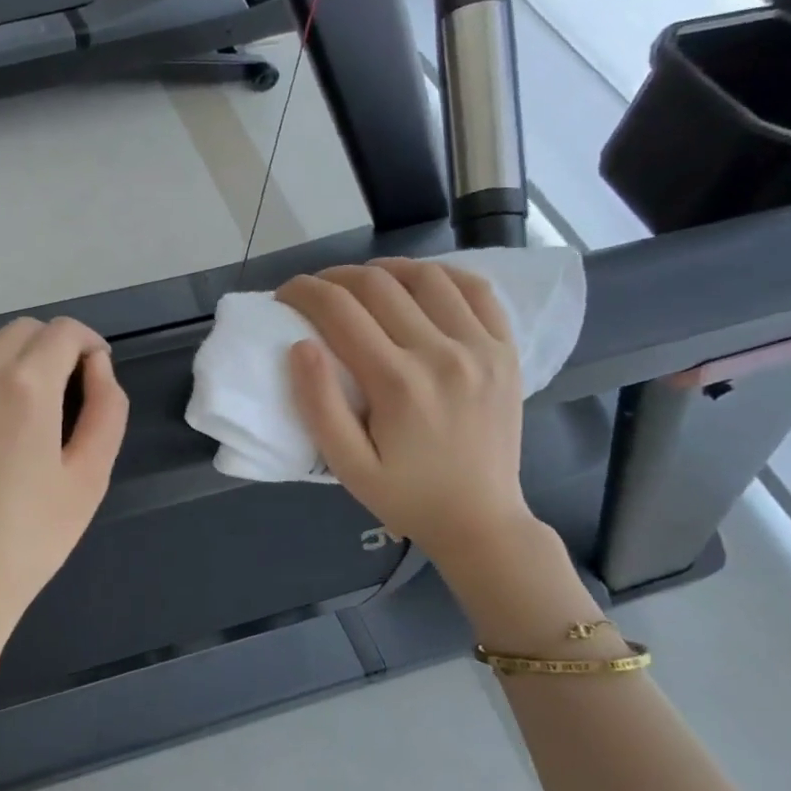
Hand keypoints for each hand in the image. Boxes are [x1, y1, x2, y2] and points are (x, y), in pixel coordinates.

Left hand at [0, 317, 128, 653]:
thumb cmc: (28, 541)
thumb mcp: (89, 478)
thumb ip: (106, 409)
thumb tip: (97, 367)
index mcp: (25, 385)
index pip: (64, 332)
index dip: (89, 344)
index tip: (96, 372)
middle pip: (23, 330)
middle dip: (53, 348)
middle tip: (67, 392)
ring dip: (14, 358)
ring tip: (25, 406)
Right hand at [277, 259, 533, 573]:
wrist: (481, 520)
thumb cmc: (405, 496)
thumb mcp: (347, 466)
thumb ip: (319, 406)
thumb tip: (300, 346)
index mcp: (397, 383)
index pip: (339, 311)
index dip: (304, 292)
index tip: (284, 295)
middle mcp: (441, 353)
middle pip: (378, 285)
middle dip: (334, 277)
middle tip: (314, 291)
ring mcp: (481, 347)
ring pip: (427, 277)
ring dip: (385, 270)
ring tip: (361, 283)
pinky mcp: (506, 350)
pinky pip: (477, 291)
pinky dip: (442, 275)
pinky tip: (419, 283)